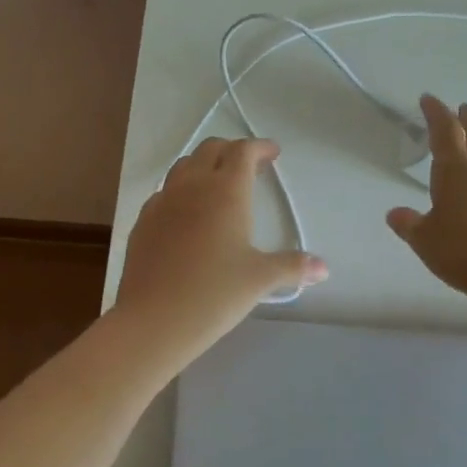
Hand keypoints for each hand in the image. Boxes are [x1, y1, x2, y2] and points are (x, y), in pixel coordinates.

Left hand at [115, 138, 327, 360]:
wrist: (153, 319)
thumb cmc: (214, 293)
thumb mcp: (260, 279)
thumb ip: (292, 267)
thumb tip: (323, 268)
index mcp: (225, 190)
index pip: (243, 151)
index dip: (260, 147)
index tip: (273, 154)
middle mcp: (192, 186)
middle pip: (211, 149)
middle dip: (232, 151)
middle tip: (250, 168)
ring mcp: (163, 201)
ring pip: (184, 166)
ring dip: (204, 165)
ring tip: (219, 185)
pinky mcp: (143, 220)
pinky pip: (165, 191)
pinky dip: (182, 190)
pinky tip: (188, 214)